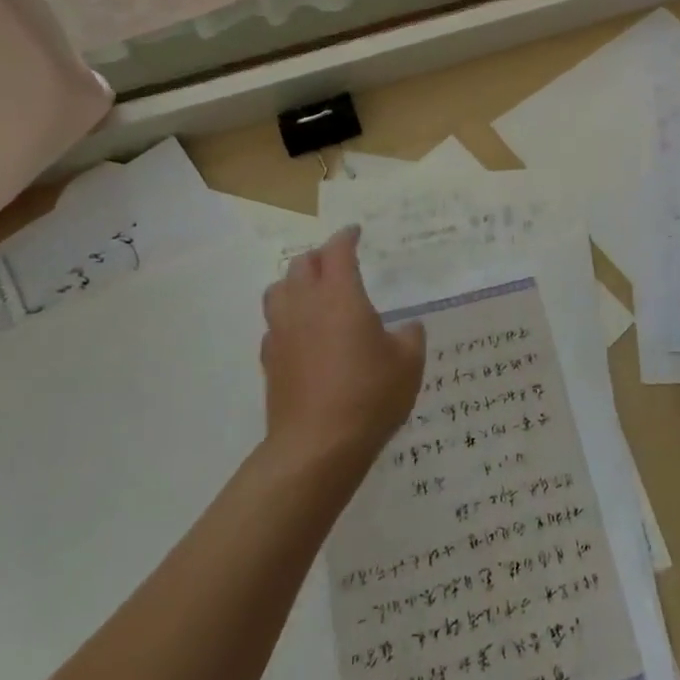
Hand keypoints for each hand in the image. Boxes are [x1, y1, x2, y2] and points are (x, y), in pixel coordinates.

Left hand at [261, 226, 425, 467]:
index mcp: (340, 295)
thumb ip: (410, 336)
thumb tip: (408, 326)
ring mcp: (282, 332)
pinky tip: (302, 334)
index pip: (337, 251)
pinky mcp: (269, 361)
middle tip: (337, 263)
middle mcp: (305, 305)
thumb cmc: (369, 396)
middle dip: (320, 256)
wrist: (316, 447)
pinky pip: (273, 324)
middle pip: (302, 264)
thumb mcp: (408, 363)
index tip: (355, 232)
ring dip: (295, 282)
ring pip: (278, 289)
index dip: (346, 237)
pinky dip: (286, 318)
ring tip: (313, 292)